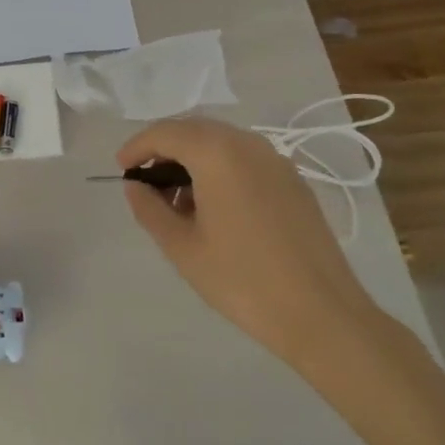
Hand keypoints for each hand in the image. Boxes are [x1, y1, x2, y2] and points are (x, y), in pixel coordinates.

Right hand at [117, 118, 384, 374]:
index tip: (121, 170)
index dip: (137, 147)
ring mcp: (275, 160)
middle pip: (193, 130)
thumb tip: (135, 186)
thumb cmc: (242, 280)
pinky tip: (213, 207)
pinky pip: (245, 158)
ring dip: (192, 159)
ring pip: (221, 142)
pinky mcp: (293, 181)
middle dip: (164, 149)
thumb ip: (150, 209)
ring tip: (177, 200)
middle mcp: (247, 143)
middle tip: (144, 182)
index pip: (164, 133)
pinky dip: (220, 169)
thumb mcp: (182, 248)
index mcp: (216, 152)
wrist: (323, 314)